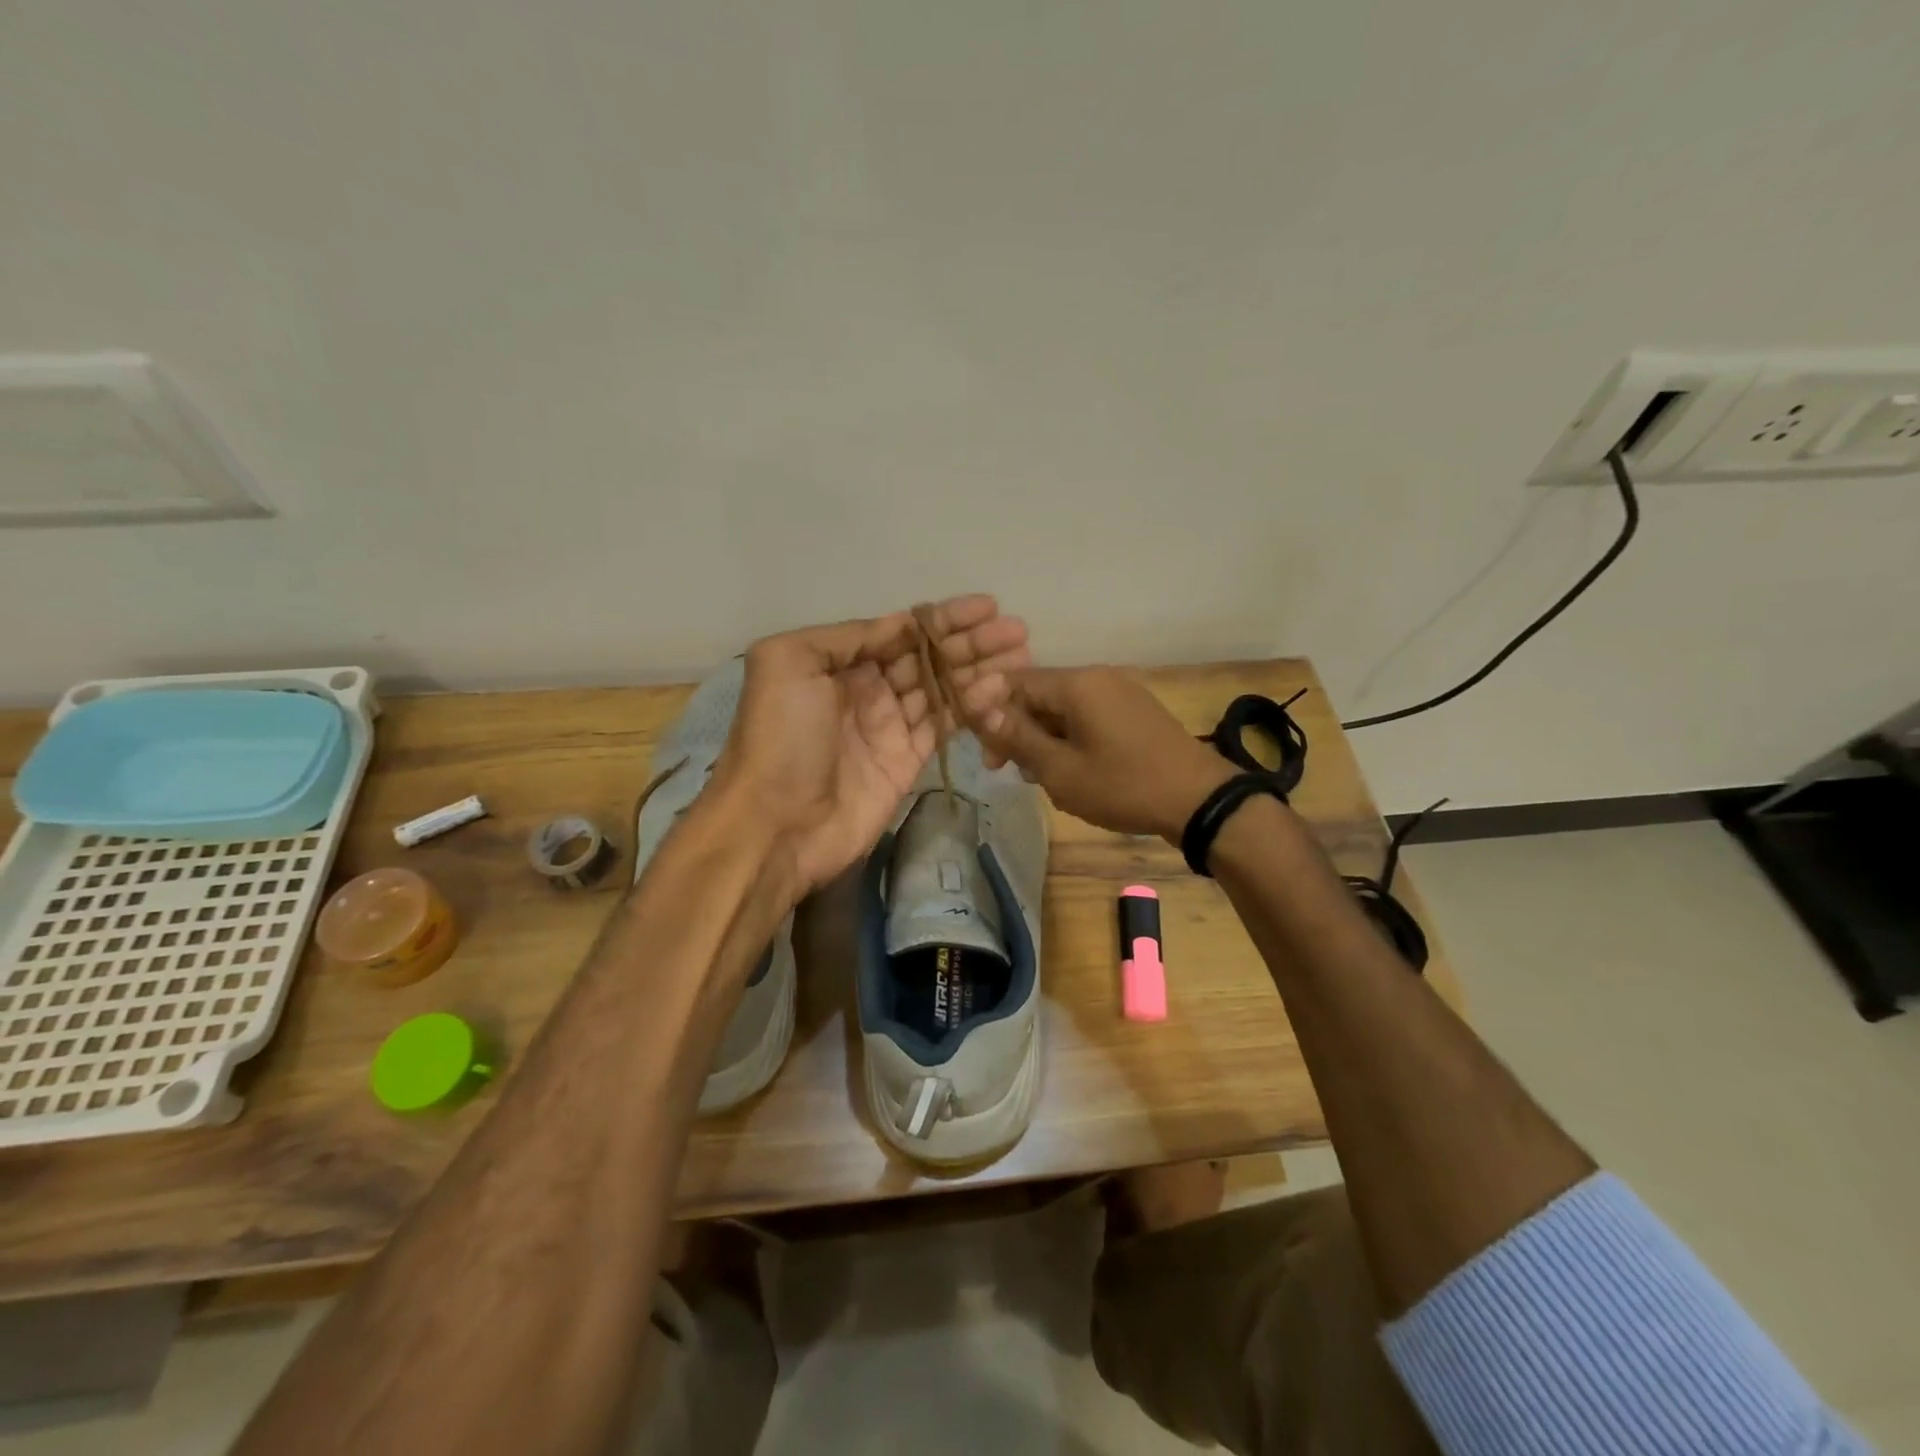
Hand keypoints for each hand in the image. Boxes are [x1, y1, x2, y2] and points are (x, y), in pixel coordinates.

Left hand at [708, 595, 1030, 895]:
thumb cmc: (780, 737)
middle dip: (971, 642)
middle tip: (1018, 631)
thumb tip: (901, 624)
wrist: (777, 825)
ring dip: (980, 670)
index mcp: (837, 662)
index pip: (900, 631)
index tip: (987, 607)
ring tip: (1022, 656)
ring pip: (943, 689)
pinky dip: (972, 707)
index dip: (943, 618)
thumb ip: (848, 636)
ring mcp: (889, 727)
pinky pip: (945, 725)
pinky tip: (999, 689)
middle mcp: (866, 689)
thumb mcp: (791, 662)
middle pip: (928, 657)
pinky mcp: (907, 761)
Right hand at [974, 667, 1234, 842]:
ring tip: (1040, 777)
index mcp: (1077, 684)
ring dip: (1042, 738)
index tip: (986, 752)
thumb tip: (983, 712)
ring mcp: (1120, 693)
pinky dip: (1069, 739)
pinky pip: (1088, 717)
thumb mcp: (1061, 770)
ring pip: (1063, 709)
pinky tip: (1070, 771)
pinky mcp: (1135, 712)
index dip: (990, 713)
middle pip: (1039, 695)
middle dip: (1017, 730)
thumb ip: (1019, 738)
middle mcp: (1098, 677)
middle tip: (1006, 770)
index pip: (1015, 683)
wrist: (1199, 799)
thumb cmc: (1123, 785)